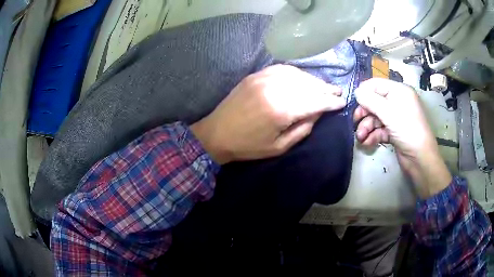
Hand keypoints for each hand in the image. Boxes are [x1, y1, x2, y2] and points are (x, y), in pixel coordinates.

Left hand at [191, 64, 345, 163]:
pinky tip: (303, 78)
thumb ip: (303, 128)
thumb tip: (319, 113)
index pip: (315, 101)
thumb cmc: (248, 146)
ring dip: (313, 80)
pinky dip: (297, 73)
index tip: (342, 102)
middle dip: (326, 89)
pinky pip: (282, 69)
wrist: (216, 134)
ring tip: (324, 86)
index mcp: (281, 110)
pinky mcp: (255, 75)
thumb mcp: (279, 146)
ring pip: (297, 74)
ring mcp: (263, 78)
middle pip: (308, 85)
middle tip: (338, 92)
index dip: (331, 102)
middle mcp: (274, 88)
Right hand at [353, 78, 450, 198]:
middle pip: (374, 102)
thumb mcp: (388, 112)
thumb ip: (370, 100)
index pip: (377, 85)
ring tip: (360, 137)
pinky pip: (380, 129)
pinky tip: (366, 143)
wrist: (420, 158)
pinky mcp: (394, 132)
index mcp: (399, 91)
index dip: (364, 92)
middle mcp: (397, 102)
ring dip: (366, 127)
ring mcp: (396, 118)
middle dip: (364, 113)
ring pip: (376, 118)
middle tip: (355, 122)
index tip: (353, 102)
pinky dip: (372, 135)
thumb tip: (356, 91)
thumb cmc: (407, 129)